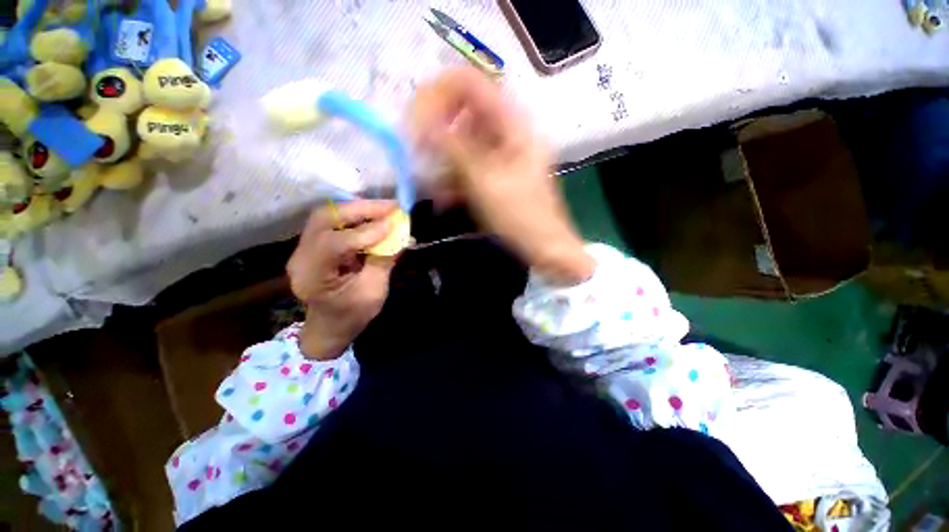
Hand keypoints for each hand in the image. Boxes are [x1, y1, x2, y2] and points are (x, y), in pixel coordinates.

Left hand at [287, 200, 396, 358]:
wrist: (330, 326)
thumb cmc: (352, 315)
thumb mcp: (374, 292)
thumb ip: (384, 261)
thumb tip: (400, 233)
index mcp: (312, 277)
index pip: (333, 244)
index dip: (365, 232)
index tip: (392, 224)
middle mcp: (301, 257)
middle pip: (325, 219)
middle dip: (360, 209)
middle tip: (390, 206)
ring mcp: (304, 248)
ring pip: (328, 216)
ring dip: (358, 209)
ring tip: (385, 209)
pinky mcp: (313, 244)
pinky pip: (332, 222)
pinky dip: (355, 216)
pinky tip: (373, 216)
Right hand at [412, 67, 594, 284]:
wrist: (544, 246)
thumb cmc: (520, 215)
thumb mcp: (484, 180)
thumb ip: (453, 147)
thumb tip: (421, 121)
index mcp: (511, 122)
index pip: (468, 83)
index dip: (436, 95)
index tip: (414, 122)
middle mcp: (506, 130)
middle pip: (461, 114)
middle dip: (436, 135)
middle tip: (418, 158)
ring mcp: (501, 152)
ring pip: (461, 143)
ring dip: (443, 164)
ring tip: (434, 190)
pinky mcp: (495, 172)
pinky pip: (468, 165)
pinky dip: (454, 179)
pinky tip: (446, 199)